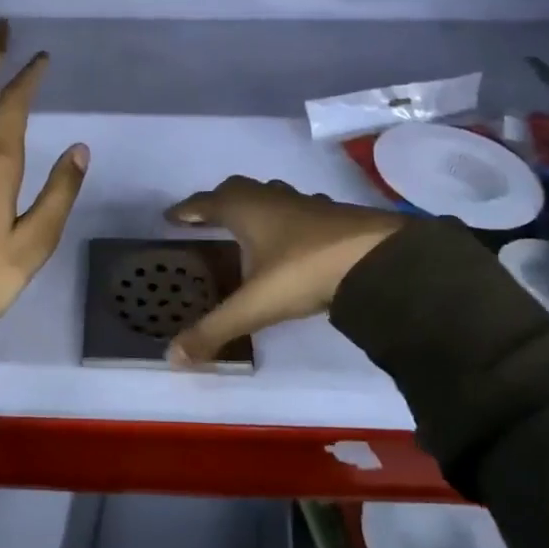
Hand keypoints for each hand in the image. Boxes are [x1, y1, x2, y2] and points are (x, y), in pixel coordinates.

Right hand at [162, 178, 407, 366]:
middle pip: (237, 190)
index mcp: (245, 210)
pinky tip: (294, 237)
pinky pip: (300, 209)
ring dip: (255, 206)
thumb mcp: (255, 305)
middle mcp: (272, 199)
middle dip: (219, 201)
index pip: (206, 203)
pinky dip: (288, 219)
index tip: (171, 216)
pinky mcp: (334, 215)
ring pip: (271, 195)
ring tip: (248, 226)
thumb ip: (214, 330)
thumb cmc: (304, 271)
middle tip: (206, 218)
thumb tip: (172, 357)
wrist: (376, 258)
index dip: (187, 210)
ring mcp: (306, 204)